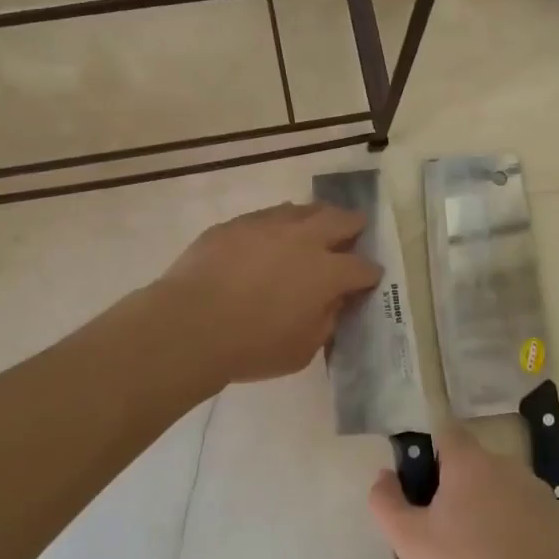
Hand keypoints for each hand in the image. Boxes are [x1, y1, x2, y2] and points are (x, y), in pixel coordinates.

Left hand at [158, 202, 380, 386]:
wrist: (189, 325)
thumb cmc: (252, 346)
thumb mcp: (303, 349)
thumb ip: (325, 321)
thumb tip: (332, 302)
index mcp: (327, 272)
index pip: (362, 267)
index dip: (370, 274)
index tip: (370, 278)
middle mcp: (304, 239)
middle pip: (340, 220)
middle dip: (353, 225)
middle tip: (355, 229)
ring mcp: (268, 226)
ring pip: (303, 210)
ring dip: (316, 217)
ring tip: (316, 225)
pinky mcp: (236, 224)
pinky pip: (267, 216)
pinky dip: (279, 223)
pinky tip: (272, 234)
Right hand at [369, 427, 558, 558]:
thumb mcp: (408, 542)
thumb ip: (386, 500)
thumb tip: (385, 475)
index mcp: (470, 463)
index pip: (448, 434)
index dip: (433, 457)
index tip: (426, 491)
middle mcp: (509, 466)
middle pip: (477, 464)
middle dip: (461, 487)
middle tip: (448, 531)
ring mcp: (540, 493)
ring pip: (506, 488)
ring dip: (492, 506)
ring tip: (481, 553)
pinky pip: (531, 514)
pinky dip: (520, 529)